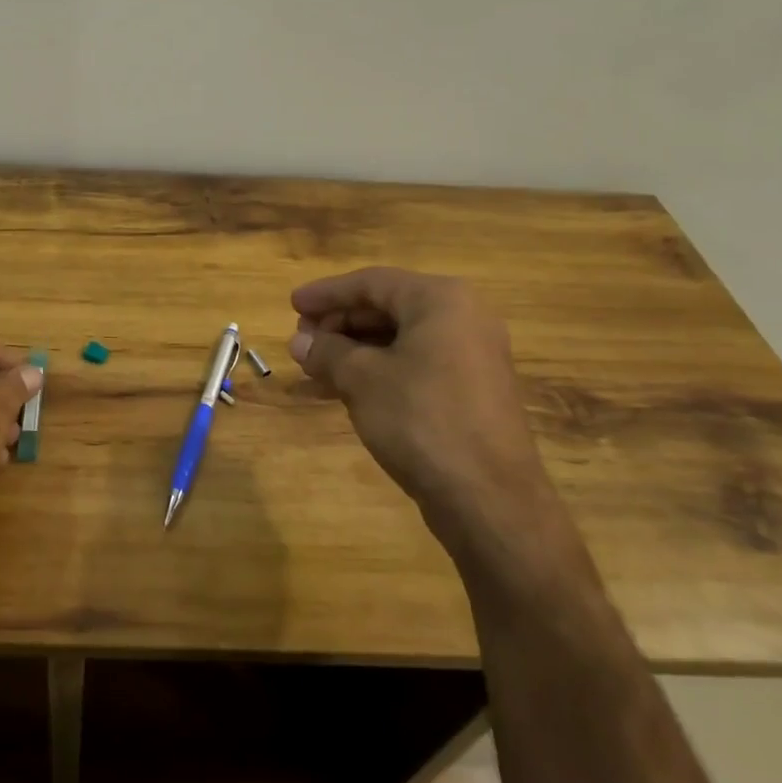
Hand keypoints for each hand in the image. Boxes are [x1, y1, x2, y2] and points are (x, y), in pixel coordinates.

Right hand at [288, 267, 559, 564]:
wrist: (489, 500)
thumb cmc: (421, 420)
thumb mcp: (362, 380)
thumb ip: (327, 352)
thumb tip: (299, 341)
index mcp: (441, 301)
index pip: (372, 282)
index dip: (327, 293)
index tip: (292, 304)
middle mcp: (463, 318)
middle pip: (388, 307)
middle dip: (340, 322)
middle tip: (302, 338)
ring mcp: (472, 356)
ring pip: (400, 339)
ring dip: (354, 349)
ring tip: (315, 364)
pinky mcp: (471, 391)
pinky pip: (415, 364)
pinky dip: (378, 370)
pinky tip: (343, 388)